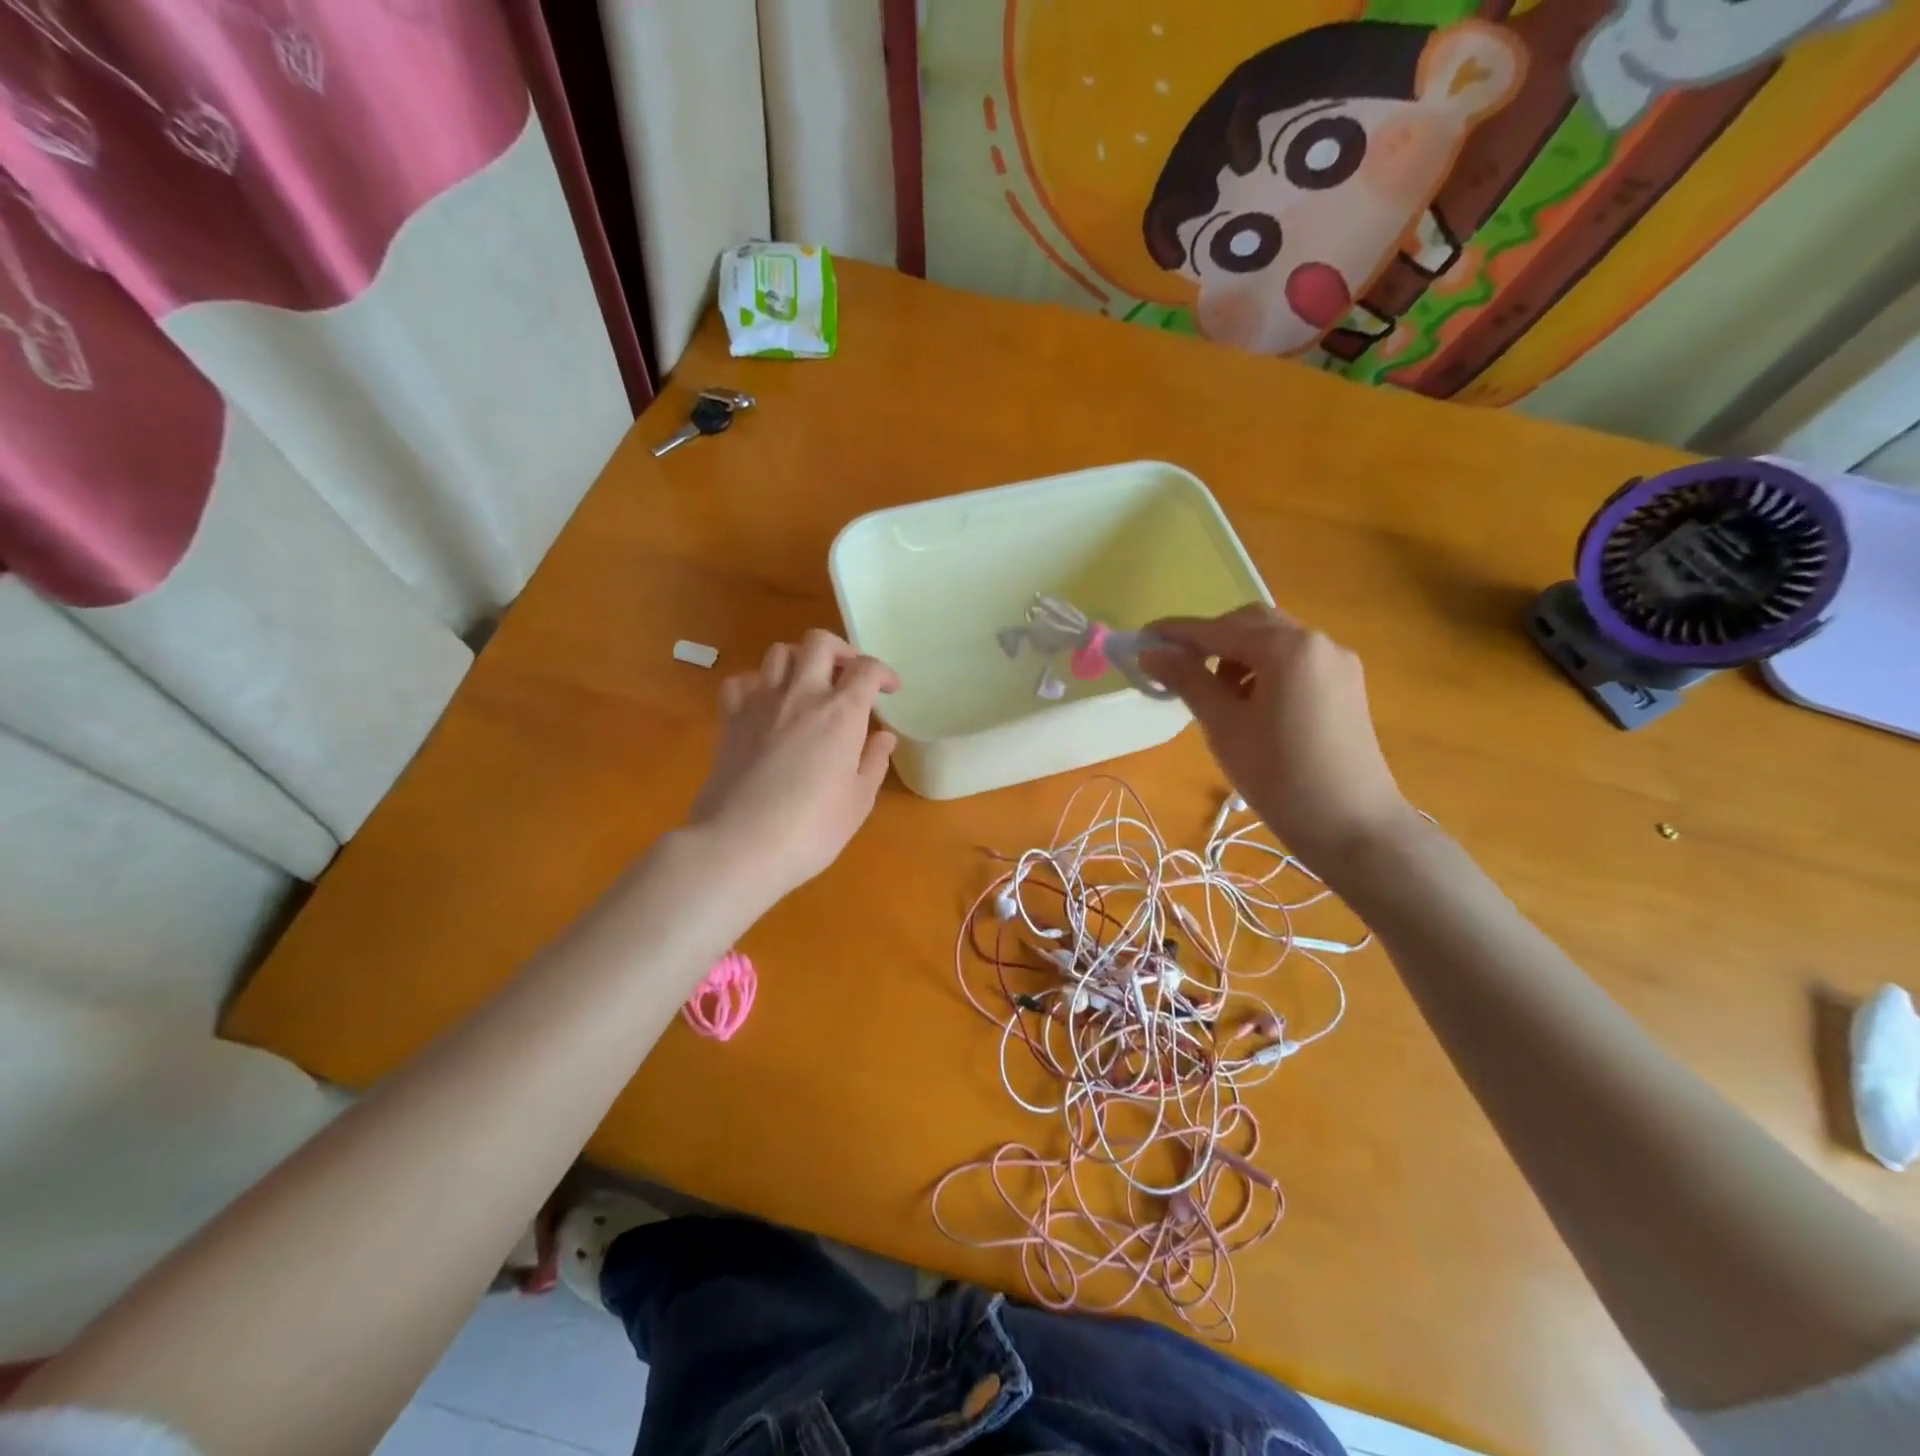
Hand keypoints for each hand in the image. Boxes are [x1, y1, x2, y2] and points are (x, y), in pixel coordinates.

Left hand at [687, 629, 898, 902]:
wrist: (739, 846)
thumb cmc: (811, 830)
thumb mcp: (858, 802)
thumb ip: (873, 762)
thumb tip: (884, 736)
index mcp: (841, 713)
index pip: (867, 669)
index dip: (884, 673)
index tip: (890, 691)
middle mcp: (801, 695)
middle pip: (820, 642)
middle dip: (841, 652)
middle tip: (848, 677)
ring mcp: (760, 703)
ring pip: (779, 652)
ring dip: (799, 660)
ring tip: (808, 685)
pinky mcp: (730, 719)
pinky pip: (740, 681)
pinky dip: (756, 683)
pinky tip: (766, 704)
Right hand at [1141, 605, 1412, 871]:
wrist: (1353, 827)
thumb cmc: (1279, 776)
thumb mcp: (1223, 726)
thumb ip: (1187, 681)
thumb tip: (1151, 653)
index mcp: (1287, 648)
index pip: (1218, 629)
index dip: (1176, 633)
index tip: (1141, 639)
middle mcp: (1317, 642)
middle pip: (1251, 623)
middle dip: (1210, 640)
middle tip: (1178, 670)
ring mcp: (1337, 662)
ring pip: (1275, 641)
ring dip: (1237, 655)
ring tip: (1216, 696)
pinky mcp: (1346, 685)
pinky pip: (1295, 661)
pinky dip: (1264, 669)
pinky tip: (1250, 704)